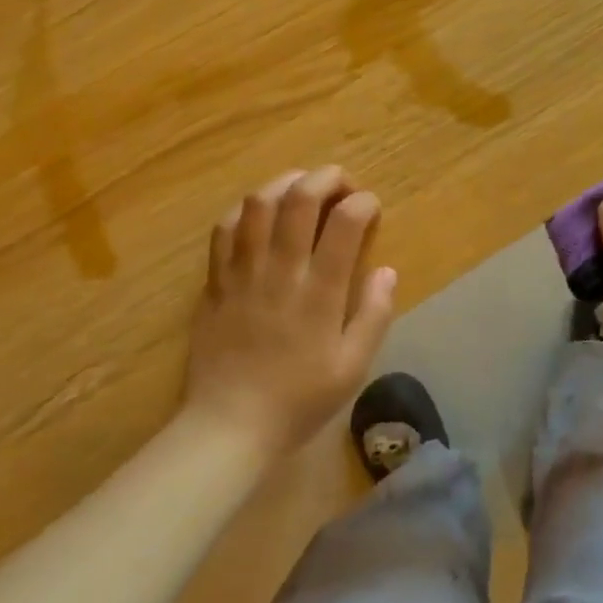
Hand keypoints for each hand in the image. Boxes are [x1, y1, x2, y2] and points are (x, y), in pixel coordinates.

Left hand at [183, 166, 398, 462]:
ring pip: (258, 203)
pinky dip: (245, 210)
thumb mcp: (352, 367)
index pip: (345, 223)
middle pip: (300, 198)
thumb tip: (386, 271)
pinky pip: (224, 228)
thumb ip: (374, 315)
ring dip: (285, 183)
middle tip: (342, 184)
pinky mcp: (215, 280)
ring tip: (302, 189)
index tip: (371, 208)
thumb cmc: (298, 400)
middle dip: (327, 177)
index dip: (363, 202)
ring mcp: (242, 271)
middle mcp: (280, 270)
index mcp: (319, 292)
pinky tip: (259, 215)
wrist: (229, 425)